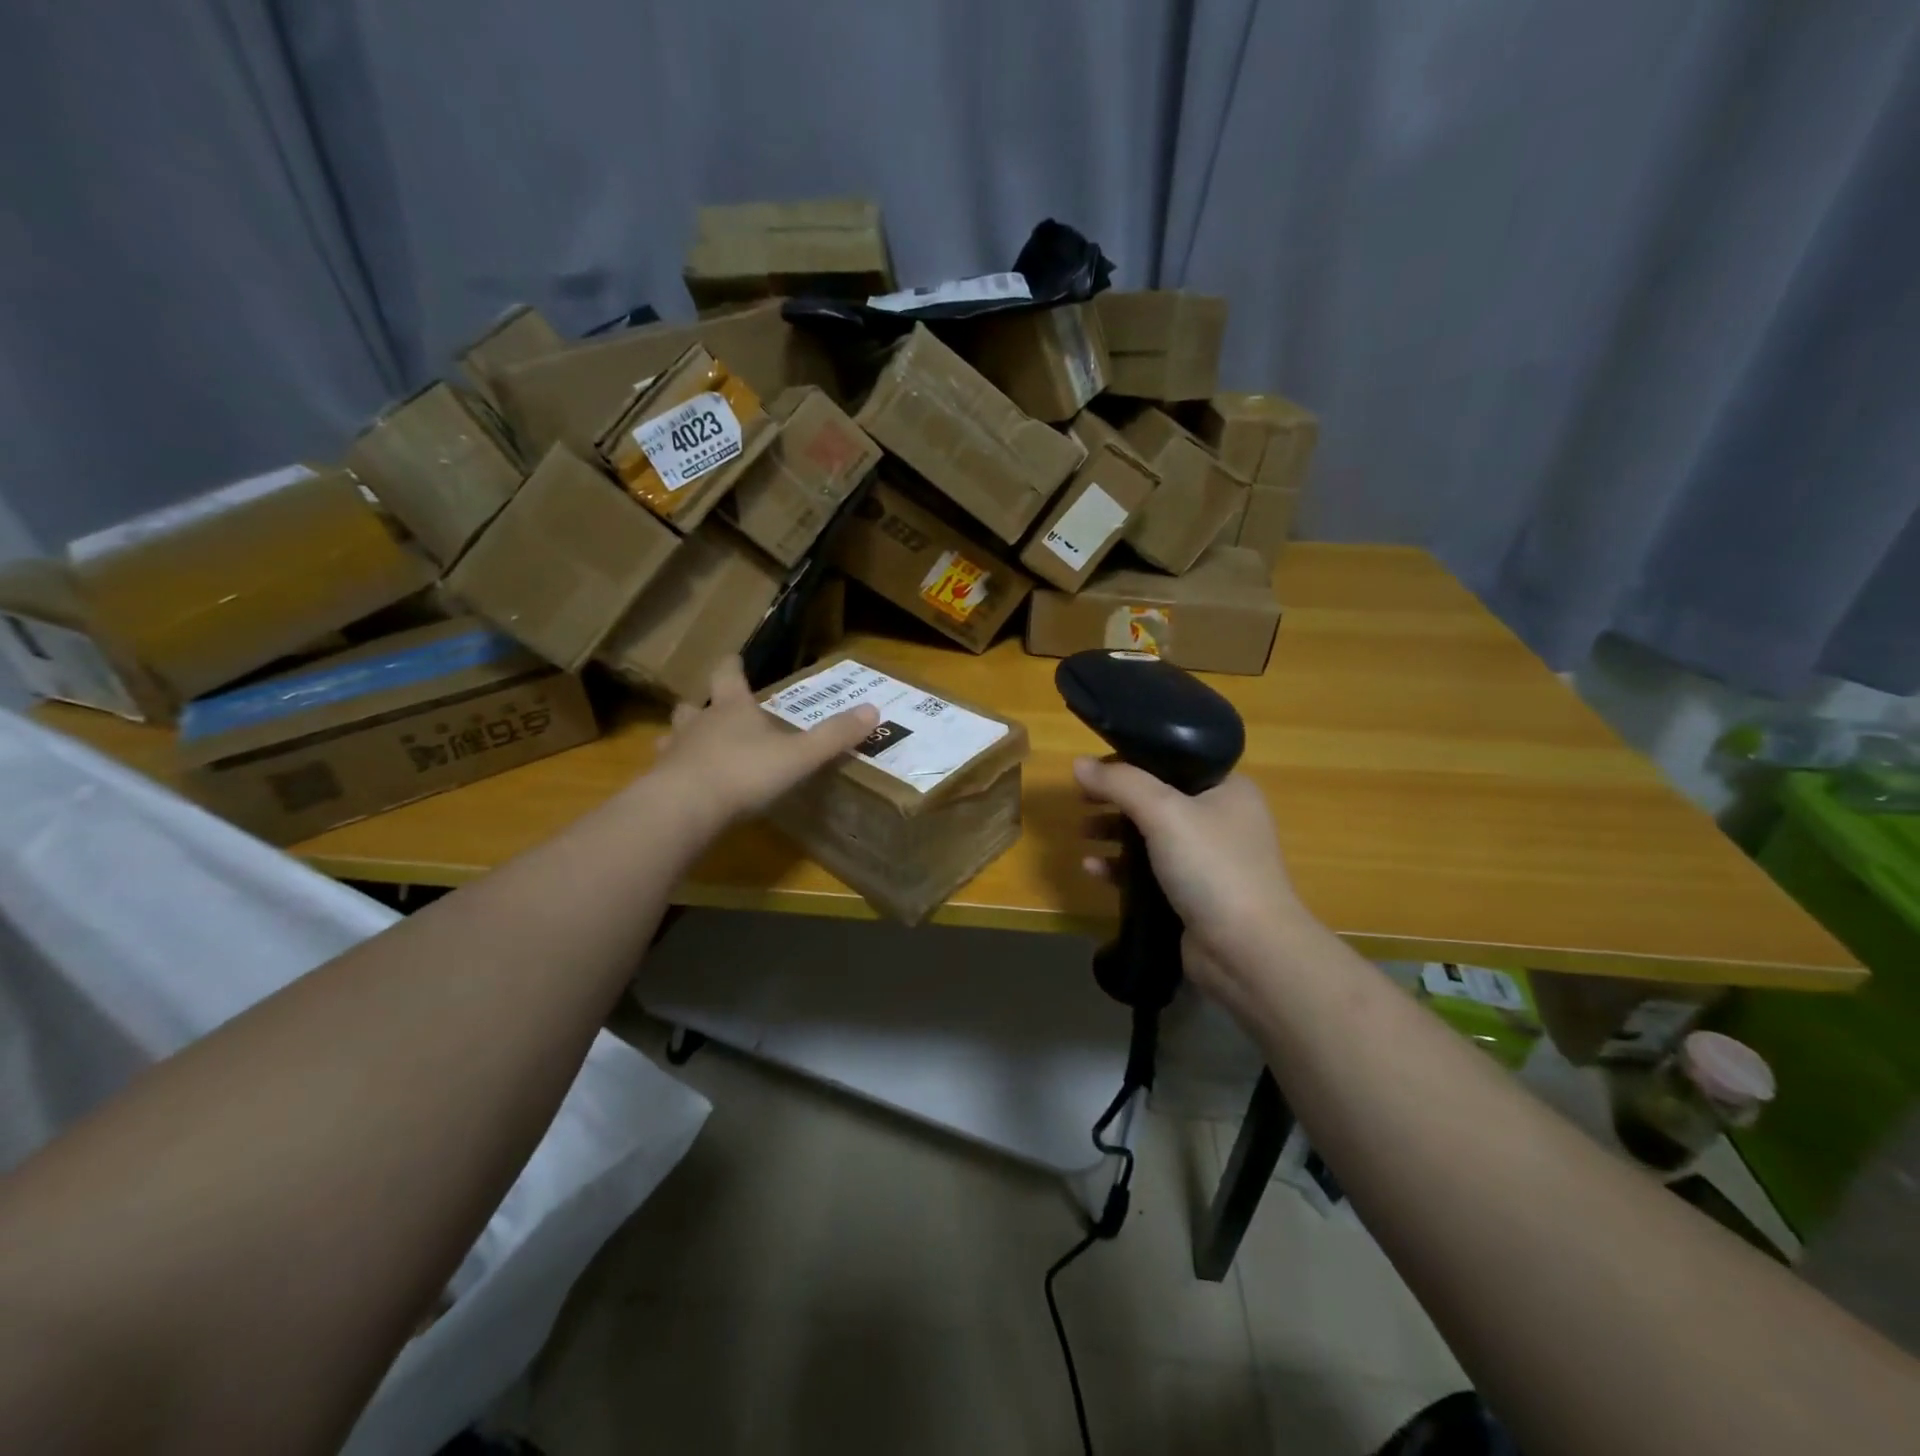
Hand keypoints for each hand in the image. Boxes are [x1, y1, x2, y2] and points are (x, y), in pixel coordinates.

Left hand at [647, 658, 878, 831]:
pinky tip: (688, 788)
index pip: (728, 674)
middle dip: (703, 705)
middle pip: (695, 705)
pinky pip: (667, 772)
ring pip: (674, 735)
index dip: (732, 665)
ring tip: (694, 749)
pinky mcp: (660, 783)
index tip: (734, 658)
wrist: (684, 809)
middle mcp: (699, 723)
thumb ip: (833, 736)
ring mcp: (674, 752)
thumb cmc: (744, 773)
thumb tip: (873, 709)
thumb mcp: (799, 755)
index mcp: (732, 708)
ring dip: (683, 738)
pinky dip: (676, 774)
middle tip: (713, 710)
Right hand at [1075, 758, 1312, 1009]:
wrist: (1248, 952)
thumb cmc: (1212, 868)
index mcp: (1228, 789)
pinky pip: (1149, 871)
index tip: (1095, 768)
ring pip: (1151, 835)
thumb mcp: (1164, 812)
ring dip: (1115, 832)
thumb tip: (1078, 763)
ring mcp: (1208, 860)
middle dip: (1116, 799)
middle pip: (1157, 798)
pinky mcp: (1192, 895)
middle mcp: (1222, 819)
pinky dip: (1121, 867)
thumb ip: (1120, 783)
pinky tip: (1092, 869)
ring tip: (1082, 833)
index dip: (1131, 761)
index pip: (1172, 760)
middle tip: (1081, 799)